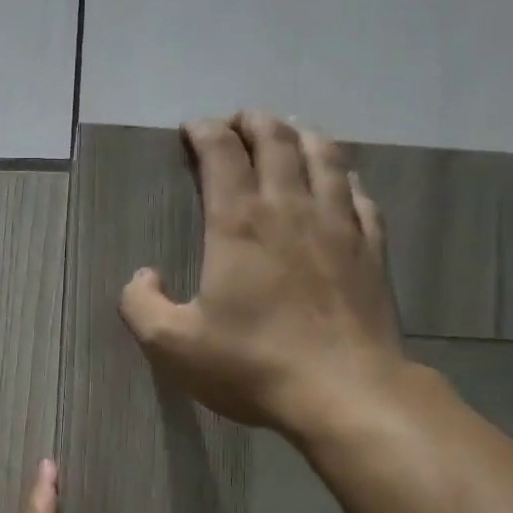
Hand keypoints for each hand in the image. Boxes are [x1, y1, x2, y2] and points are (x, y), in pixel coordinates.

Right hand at [119, 110, 408, 437]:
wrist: (344, 391)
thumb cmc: (252, 365)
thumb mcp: (172, 346)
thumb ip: (141, 305)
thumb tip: (142, 276)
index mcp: (239, 224)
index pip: (222, 154)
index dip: (205, 132)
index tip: (192, 129)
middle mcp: (290, 209)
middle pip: (276, 140)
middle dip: (252, 121)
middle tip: (237, 122)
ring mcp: (338, 225)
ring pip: (324, 156)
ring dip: (301, 135)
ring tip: (288, 132)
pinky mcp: (371, 249)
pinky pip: (359, 195)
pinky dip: (343, 176)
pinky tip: (340, 181)